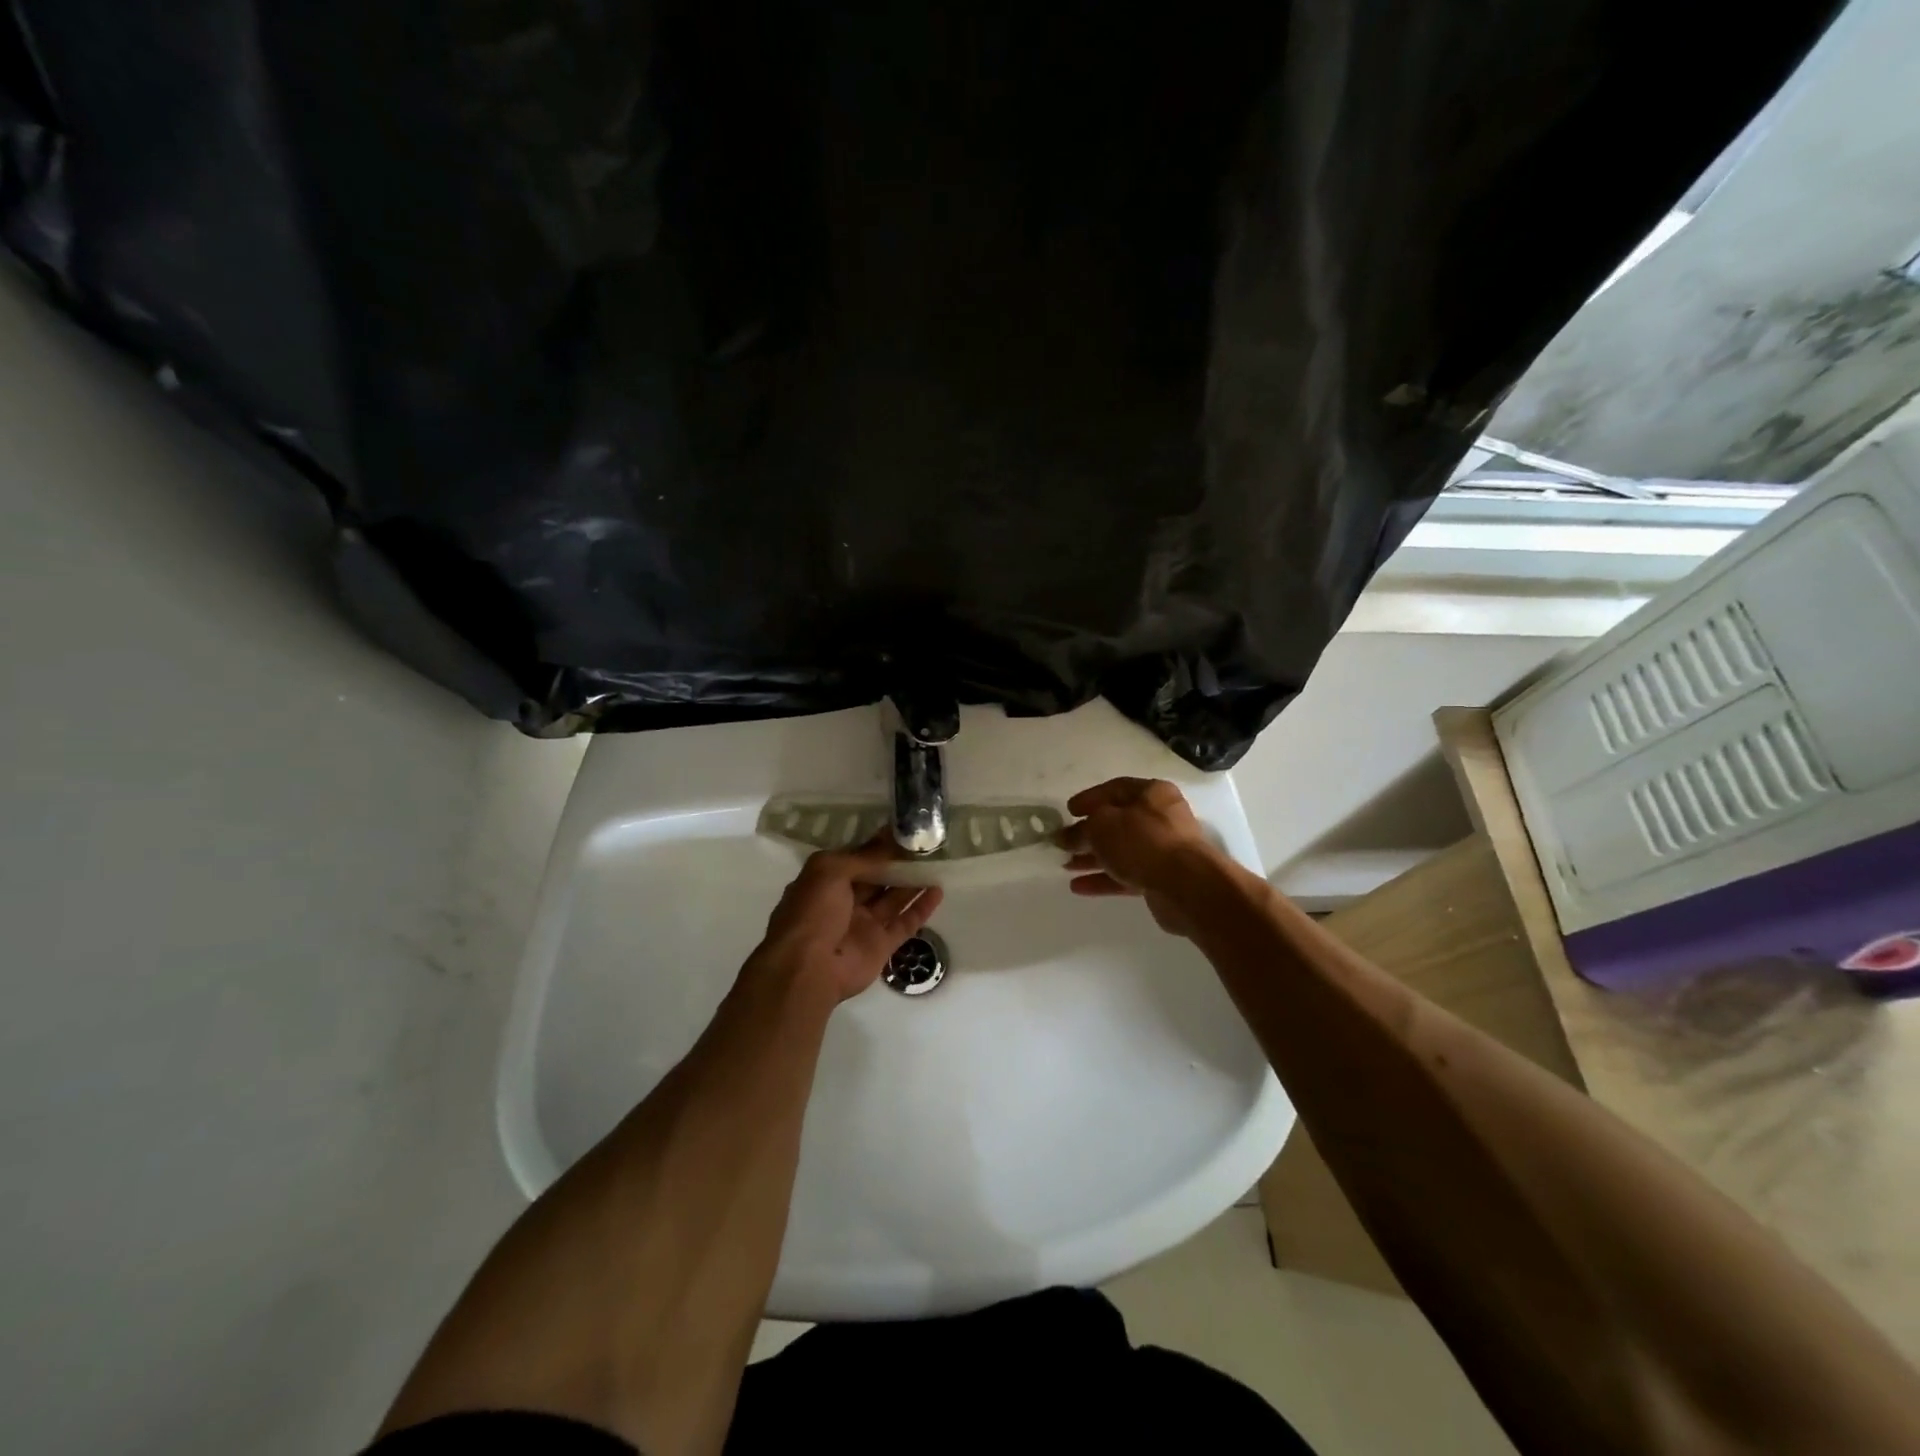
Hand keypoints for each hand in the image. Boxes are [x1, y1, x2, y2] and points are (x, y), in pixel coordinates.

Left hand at [750, 836, 944, 1002]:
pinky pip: (905, 923)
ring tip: (937, 862)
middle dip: (899, 863)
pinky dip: (921, 908)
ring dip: (913, 882)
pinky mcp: (881, 945)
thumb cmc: (813, 912)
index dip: (878, 846)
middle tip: (926, 844)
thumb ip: (862, 856)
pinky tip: (938, 890)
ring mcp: (864, 925)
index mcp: (826, 882)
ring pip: (893, 899)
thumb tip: (889, 840)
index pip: (857, 859)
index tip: (904, 831)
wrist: (808, 969)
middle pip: (877, 878)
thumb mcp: (830, 870)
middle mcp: (845, 902)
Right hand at [1056, 777, 1225, 936]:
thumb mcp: (1101, 826)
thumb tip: (1065, 836)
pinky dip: (1104, 879)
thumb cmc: (1142, 841)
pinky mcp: (1162, 878)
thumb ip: (1080, 830)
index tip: (1067, 812)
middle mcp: (1161, 817)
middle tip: (1063, 843)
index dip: (1089, 799)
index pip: (1114, 789)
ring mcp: (1163, 849)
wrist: (1186, 886)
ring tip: (1066, 866)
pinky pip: (1127, 874)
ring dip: (1093, 858)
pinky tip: (1078, 887)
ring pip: (1121, 850)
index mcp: (1152, 793)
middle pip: (1117, 822)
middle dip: (1088, 834)